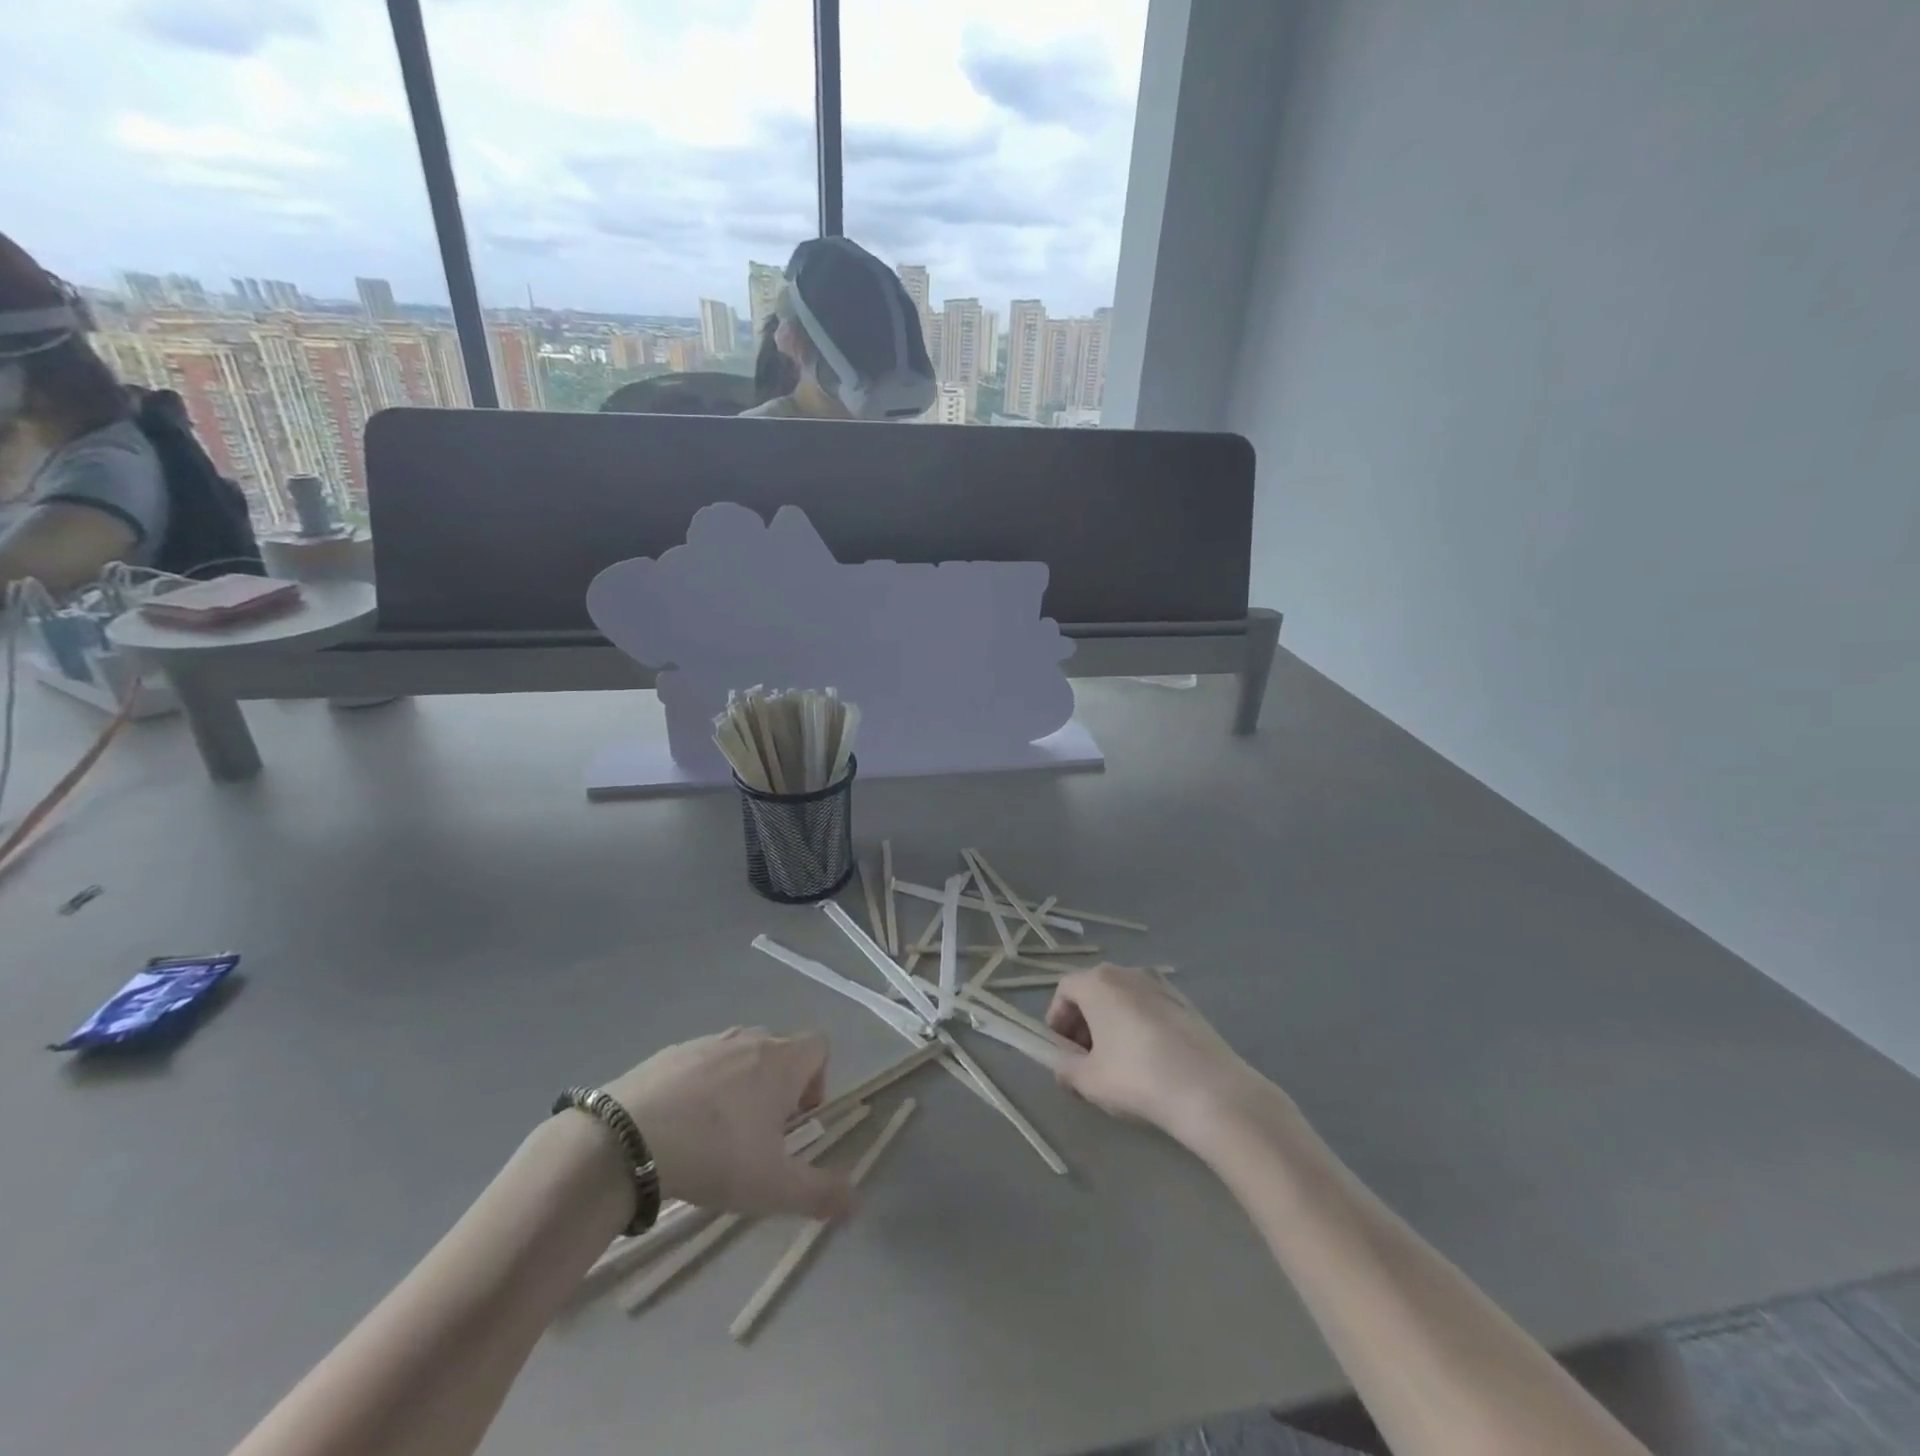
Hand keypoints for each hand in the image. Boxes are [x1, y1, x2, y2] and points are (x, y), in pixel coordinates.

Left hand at [604, 1028, 851, 1219]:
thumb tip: (857, 1201)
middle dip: (778, 1086)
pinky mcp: (669, 1052)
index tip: (797, 1121)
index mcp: (782, 1061)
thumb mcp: (772, 1187)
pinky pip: (699, 1063)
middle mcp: (750, 1040)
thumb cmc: (715, 1153)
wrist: (627, 1139)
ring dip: (739, 1085)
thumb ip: (819, 1193)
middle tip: (759, 1135)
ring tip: (716, 1134)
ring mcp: (707, 1042)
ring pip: (738, 1055)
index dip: (818, 1079)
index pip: (819, 1045)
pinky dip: (699, 1087)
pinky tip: (677, 1127)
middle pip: (779, 1050)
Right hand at [1046, 965, 1284, 1145]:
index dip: (1057, 1019)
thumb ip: (1067, 1070)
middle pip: (1095, 990)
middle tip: (1086, 1059)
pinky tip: (1149, 1061)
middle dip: (1084, 1022)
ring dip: (1112, 1023)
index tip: (1062, 1051)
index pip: (1065, 989)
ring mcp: (1161, 985)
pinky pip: (1149, 1007)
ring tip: (1118, 1063)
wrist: (1210, 1091)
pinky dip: (1139, 1025)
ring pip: (1124, 998)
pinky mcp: (1186, 1003)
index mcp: (1099, 982)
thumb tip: (1064, 1068)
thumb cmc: (1137, 1077)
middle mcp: (1129, 972)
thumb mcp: (1089, 1081)